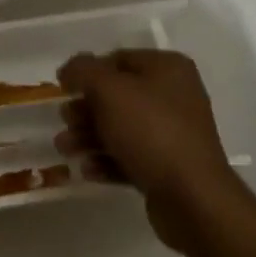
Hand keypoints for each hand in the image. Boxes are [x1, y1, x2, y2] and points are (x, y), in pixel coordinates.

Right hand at [57, 49, 234, 254]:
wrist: (192, 197)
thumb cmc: (151, 131)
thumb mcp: (110, 90)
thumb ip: (84, 71)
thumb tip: (69, 69)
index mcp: (167, 68)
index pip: (118, 59)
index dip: (88, 72)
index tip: (63, 89)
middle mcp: (174, 96)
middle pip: (117, 96)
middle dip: (86, 109)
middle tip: (64, 121)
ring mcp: (173, 133)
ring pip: (121, 128)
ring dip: (89, 136)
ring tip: (65, 149)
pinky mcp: (168, 167)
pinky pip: (131, 156)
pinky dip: (107, 160)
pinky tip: (87, 170)